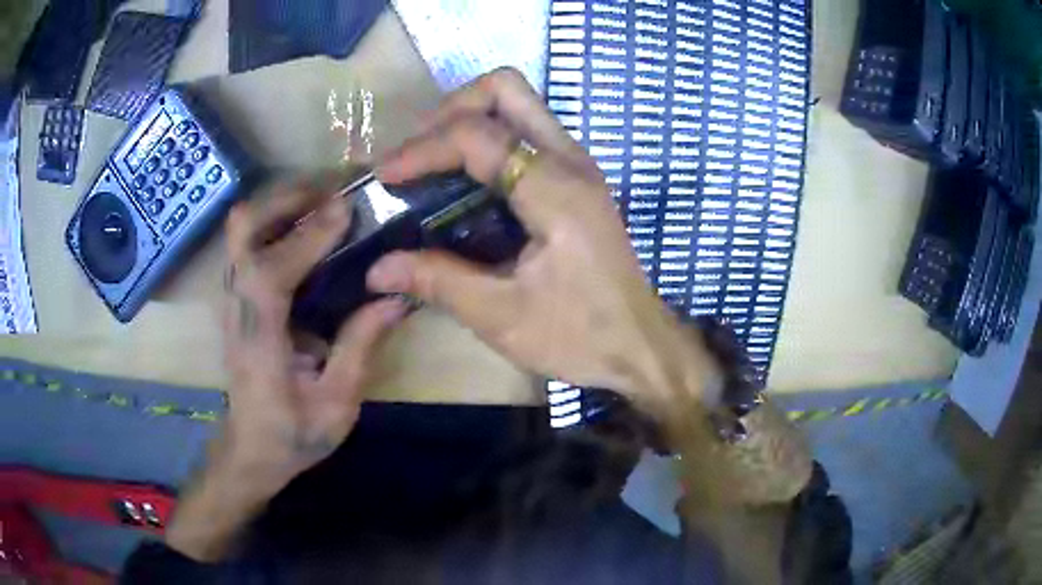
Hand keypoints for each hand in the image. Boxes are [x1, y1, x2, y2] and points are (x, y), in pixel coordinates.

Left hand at [221, 173, 406, 485]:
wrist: (250, 450)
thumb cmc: (292, 435)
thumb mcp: (337, 405)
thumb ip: (360, 347)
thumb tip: (397, 297)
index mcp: (259, 340)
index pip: (271, 273)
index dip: (307, 236)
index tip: (346, 208)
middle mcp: (238, 308)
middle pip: (242, 230)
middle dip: (284, 199)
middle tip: (331, 193)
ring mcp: (233, 299)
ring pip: (242, 230)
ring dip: (281, 205)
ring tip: (326, 201)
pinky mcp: (238, 298)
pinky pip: (251, 242)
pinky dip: (277, 222)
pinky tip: (310, 228)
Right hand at [369, 68, 718, 412]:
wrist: (638, 347)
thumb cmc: (578, 336)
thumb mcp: (500, 315)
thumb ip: (436, 280)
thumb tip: (376, 268)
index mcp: (555, 189)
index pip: (477, 135)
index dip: (421, 148)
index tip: (384, 176)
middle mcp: (570, 160)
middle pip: (506, 89)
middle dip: (450, 108)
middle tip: (417, 152)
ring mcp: (578, 165)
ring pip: (519, 103)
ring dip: (468, 118)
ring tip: (430, 161)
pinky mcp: (576, 179)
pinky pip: (526, 132)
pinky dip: (487, 139)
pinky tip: (463, 179)